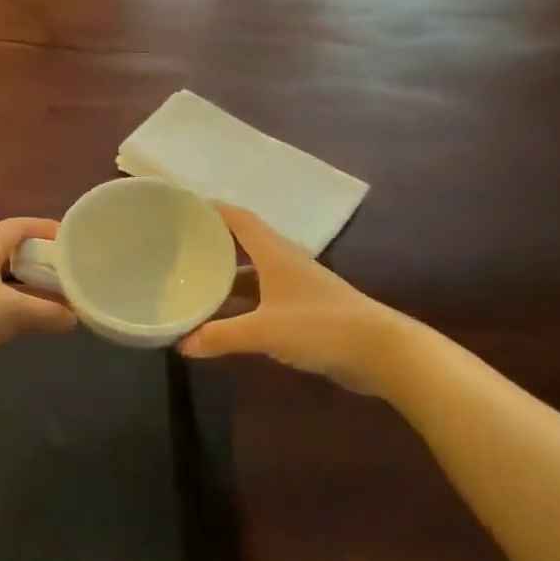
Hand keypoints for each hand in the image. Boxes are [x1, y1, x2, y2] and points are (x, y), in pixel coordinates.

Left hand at [0, 218, 76, 392]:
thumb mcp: (13, 311)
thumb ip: (47, 312)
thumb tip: (74, 318)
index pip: (16, 227)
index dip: (43, 228)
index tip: (71, 238)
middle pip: (12, 254)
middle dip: (41, 262)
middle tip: (71, 272)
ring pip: (6, 284)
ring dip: (32, 290)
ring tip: (63, 300)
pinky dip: (19, 311)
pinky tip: (38, 323)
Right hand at [180, 205, 403, 394]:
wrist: (381, 352)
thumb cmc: (321, 327)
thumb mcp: (264, 331)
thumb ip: (221, 336)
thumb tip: (183, 345)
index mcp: (275, 254)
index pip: (239, 219)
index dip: (212, 211)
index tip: (182, 209)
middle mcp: (284, 263)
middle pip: (242, 245)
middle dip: (212, 245)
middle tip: (178, 249)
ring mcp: (295, 287)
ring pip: (251, 274)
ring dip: (225, 278)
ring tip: (192, 283)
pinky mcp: (303, 310)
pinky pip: (262, 298)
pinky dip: (241, 303)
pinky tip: (222, 318)